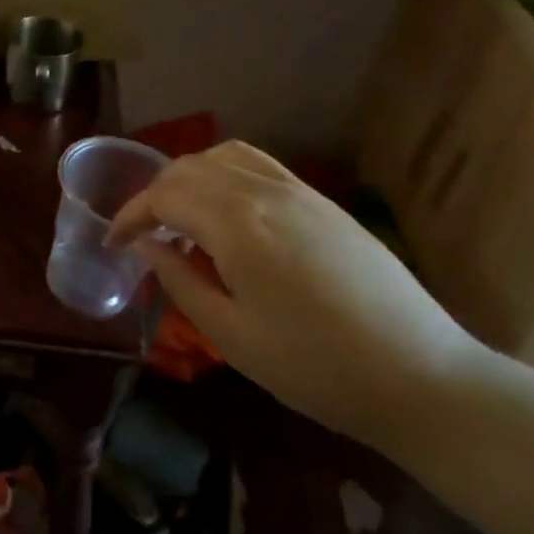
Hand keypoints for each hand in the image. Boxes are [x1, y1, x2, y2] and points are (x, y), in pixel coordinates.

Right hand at [107, 140, 484, 449]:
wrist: (421, 376)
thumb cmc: (315, 366)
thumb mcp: (231, 334)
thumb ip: (179, 281)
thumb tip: (147, 247)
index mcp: (235, 223)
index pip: (163, 197)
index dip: (129, 216)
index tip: (113, 243)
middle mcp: (263, 191)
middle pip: (189, 169)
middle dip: (154, 196)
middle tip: (141, 235)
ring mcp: (299, 192)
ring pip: (224, 157)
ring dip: (189, 178)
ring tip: (180, 217)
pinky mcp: (324, 203)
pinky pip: (259, 166)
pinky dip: (225, 174)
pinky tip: (228, 213)